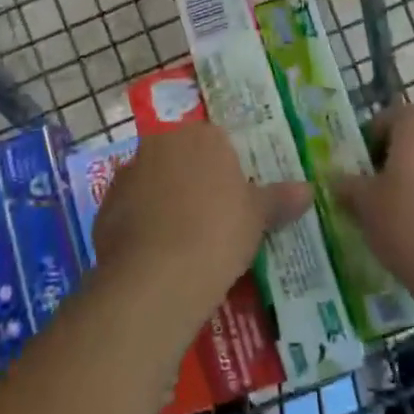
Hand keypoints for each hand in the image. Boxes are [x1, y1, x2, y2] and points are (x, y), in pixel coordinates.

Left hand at [91, 123, 312, 331]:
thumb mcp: (258, 217)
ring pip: (154, 182)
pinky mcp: (105, 207)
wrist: (157, 277)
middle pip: (181, 157)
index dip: (226, 168)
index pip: (216, 140)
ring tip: (184, 240)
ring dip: (165, 201)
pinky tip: (158, 255)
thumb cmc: (218, 233)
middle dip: (193, 180)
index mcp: (201, 136)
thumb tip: (308, 190)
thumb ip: (280, 199)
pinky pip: (132, 210)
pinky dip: (143, 225)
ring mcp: (128, 174)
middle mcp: (160, 144)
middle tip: (212, 217)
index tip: (234, 196)